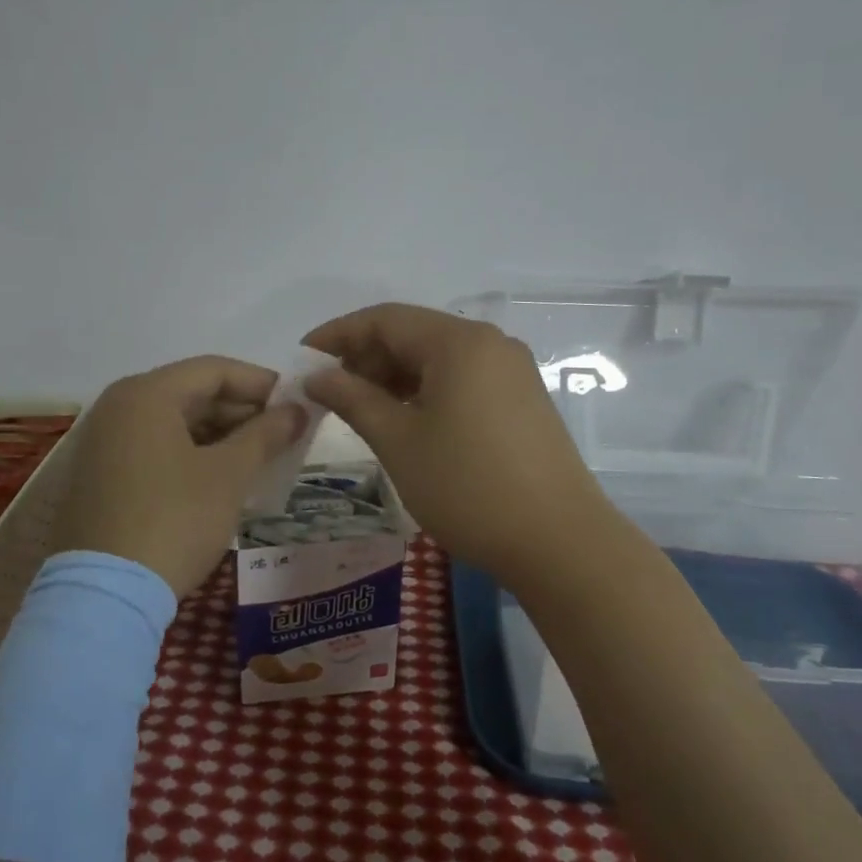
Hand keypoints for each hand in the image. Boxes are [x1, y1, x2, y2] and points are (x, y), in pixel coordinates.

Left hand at [49, 356, 307, 596]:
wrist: (104, 595)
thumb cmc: (174, 521)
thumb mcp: (228, 475)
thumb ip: (265, 434)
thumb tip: (297, 410)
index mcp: (146, 394)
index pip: (214, 369)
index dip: (261, 383)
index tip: (297, 405)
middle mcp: (118, 407)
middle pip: (192, 393)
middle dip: (242, 412)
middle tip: (283, 436)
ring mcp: (103, 442)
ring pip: (174, 423)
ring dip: (220, 436)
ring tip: (259, 459)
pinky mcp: (99, 476)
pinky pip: (155, 448)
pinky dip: (191, 455)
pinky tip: (221, 479)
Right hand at [302, 304, 608, 578]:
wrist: (559, 542)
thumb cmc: (467, 486)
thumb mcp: (398, 441)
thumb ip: (352, 398)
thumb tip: (317, 376)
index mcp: (459, 342)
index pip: (385, 319)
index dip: (338, 334)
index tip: (302, 358)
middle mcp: (490, 344)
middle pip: (414, 334)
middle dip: (366, 357)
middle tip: (330, 392)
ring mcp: (512, 371)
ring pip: (438, 358)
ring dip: (395, 376)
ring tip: (361, 409)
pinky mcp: (522, 399)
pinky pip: (462, 379)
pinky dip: (426, 391)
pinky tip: (406, 421)